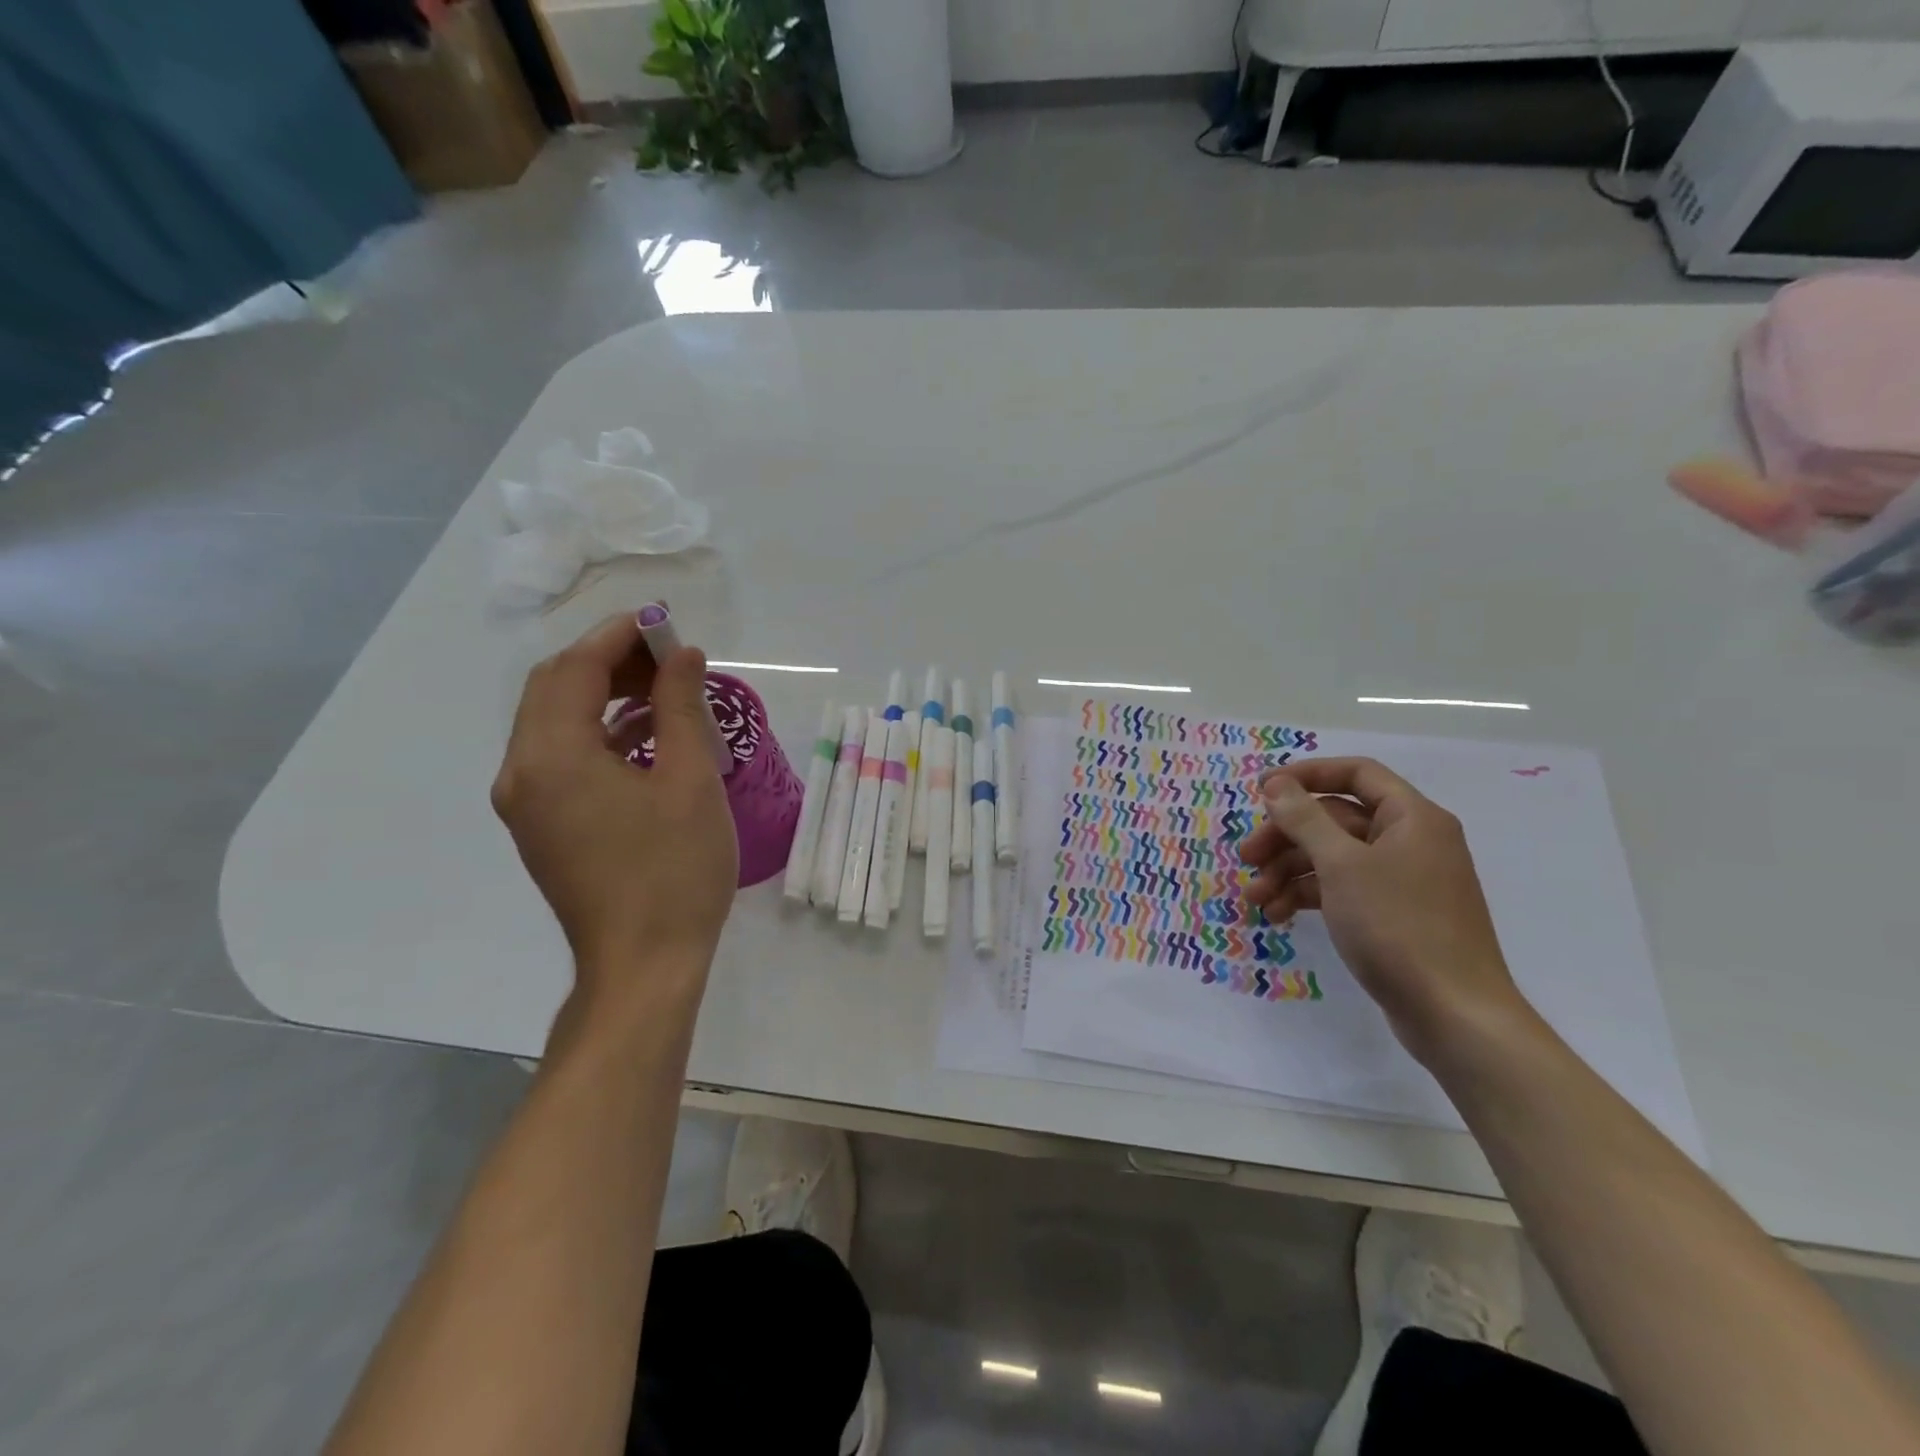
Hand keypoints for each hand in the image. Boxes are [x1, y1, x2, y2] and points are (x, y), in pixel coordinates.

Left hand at [492, 613, 737, 996]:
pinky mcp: (540, 826)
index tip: (665, 624)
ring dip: (602, 695)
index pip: (575, 669)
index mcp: (553, 757)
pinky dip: (596, 732)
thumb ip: (681, 707)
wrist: (643, 965)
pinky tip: (644, 736)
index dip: (619, 637)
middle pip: (554, 689)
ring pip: (553, 722)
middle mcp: (522, 773)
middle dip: (609, 661)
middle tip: (668, 658)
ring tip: (662, 691)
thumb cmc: (674, 871)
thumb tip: (682, 655)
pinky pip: (559, 757)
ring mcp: (525, 803)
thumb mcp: (690, 781)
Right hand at [1237, 757, 1529, 1059]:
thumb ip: (1305, 819)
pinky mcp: (1393, 915)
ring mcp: (1403, 880)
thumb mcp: (1342, 866)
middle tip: (1246, 858)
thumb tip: (1276, 784)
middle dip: (1286, 837)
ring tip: (1255, 900)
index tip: (1260, 791)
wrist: (1453, 1015)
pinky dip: (1308, 896)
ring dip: (1289, 872)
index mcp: (1412, 818)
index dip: (1305, 775)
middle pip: (1336, 819)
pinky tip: (1278, 915)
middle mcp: (1410, 841)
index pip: (1355, 774)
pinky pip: (1342, 889)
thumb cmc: (1399, 926)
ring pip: (1333, 857)